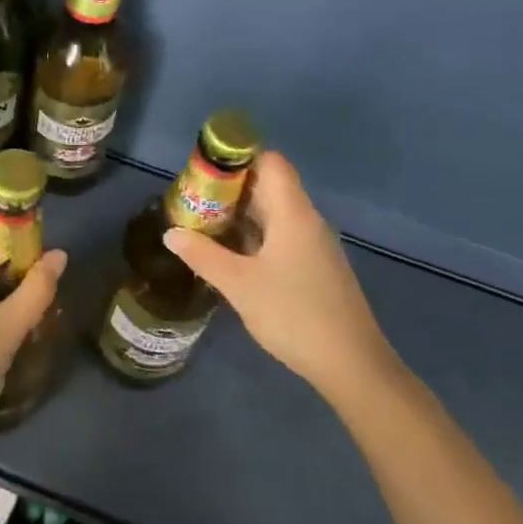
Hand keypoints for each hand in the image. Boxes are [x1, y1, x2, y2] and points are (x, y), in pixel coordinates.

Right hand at [164, 151, 396, 403]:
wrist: (351, 365)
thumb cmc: (293, 314)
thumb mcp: (239, 285)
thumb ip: (203, 255)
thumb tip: (171, 233)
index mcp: (293, 213)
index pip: (270, 162)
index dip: (238, 158)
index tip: (205, 171)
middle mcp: (306, 221)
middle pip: (269, 186)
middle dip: (230, 189)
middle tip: (194, 201)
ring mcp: (313, 246)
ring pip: (274, 214)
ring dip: (240, 216)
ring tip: (203, 226)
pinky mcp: (315, 268)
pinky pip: (281, 237)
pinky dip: (254, 237)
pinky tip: (231, 257)